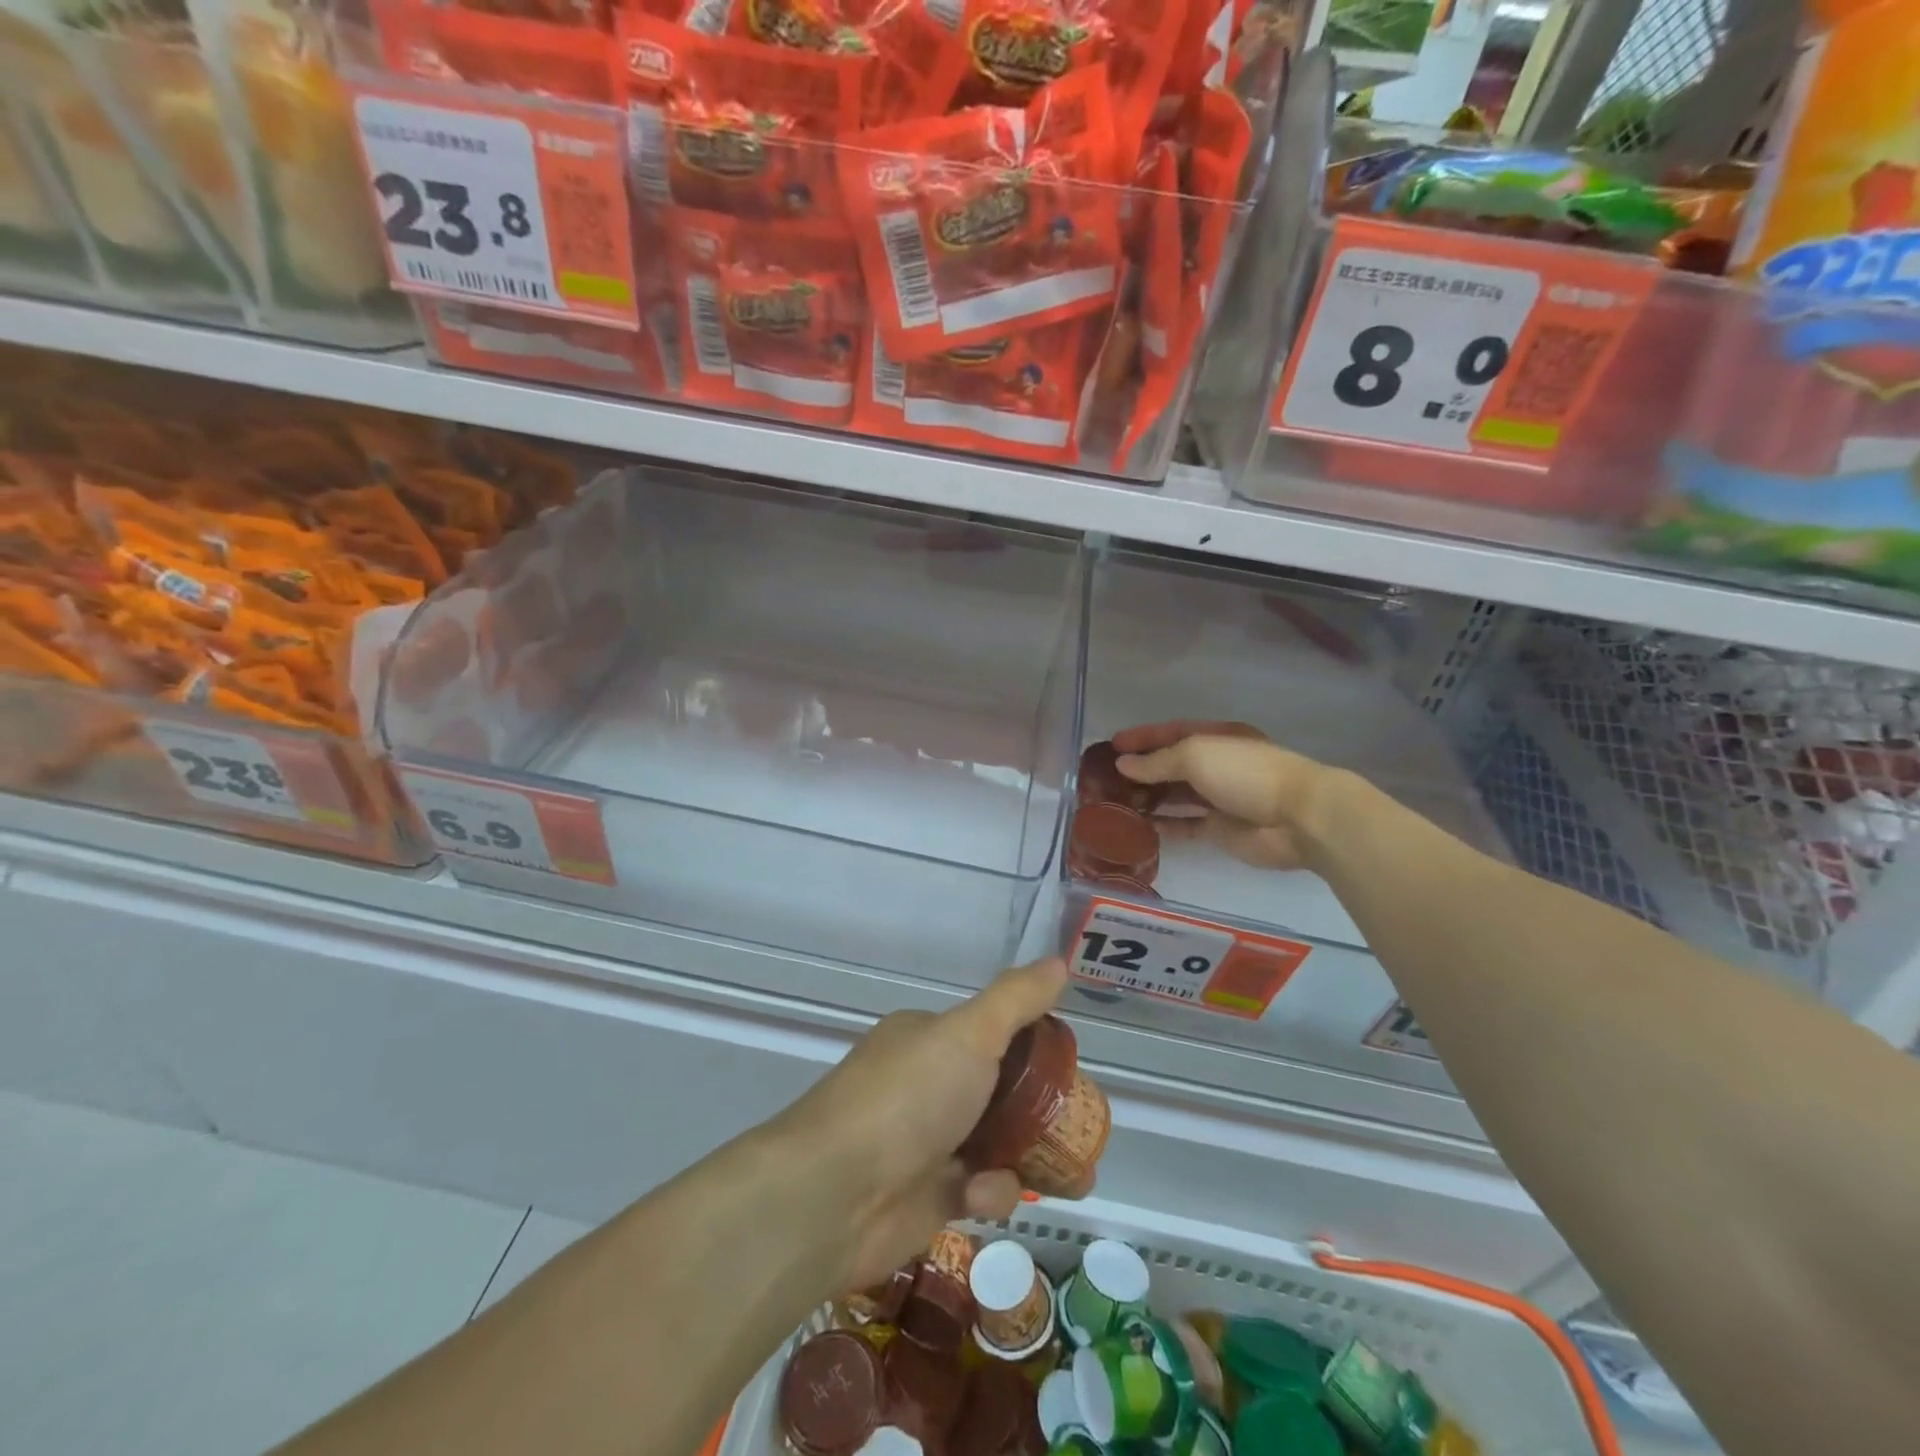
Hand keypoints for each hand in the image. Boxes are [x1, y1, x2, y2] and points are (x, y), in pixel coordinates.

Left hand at [777, 958, 1068, 1290]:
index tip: (1065, 1065)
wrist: (835, 1194)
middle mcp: (924, 1084)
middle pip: (997, 1092)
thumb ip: (1016, 1000)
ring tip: (1070, 1175)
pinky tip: (983, 1195)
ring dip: (1026, 1155)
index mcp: (927, 1039)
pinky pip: (977, 1189)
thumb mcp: (969, 1034)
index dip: (1030, 1047)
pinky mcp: (926, 1197)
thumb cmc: (908, 1098)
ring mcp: (924, 1142)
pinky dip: (990, 1192)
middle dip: (1038, 1110)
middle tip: (1076, 1125)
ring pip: (994, 1143)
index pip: (989, 1033)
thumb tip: (1058, 961)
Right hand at [1111, 720, 1335, 871]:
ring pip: (1176, 795)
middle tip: (1107, 778)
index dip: (1142, 737)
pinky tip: (1139, 827)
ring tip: (1116, 802)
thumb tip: (1123, 764)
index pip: (1172, 732)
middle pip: (1172, 764)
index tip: (1112, 745)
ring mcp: (1220, 798)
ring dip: (1149, 797)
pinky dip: (1164, 825)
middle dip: (1142, 769)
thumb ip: (1157, 761)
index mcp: (1216, 738)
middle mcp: (1218, 764)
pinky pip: (1186, 825)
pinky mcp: (1221, 829)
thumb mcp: (1195, 755)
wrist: (1297, 818)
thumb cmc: (1245, 774)